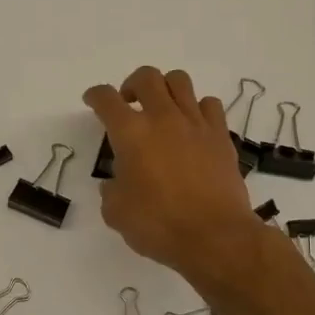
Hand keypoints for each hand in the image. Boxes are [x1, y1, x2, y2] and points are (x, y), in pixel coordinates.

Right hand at [84, 66, 261, 285]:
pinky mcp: (221, 135)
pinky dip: (197, 108)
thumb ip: (111, 191)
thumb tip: (115, 184)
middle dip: (132, 84)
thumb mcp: (116, 213)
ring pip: (180, 81)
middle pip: (146, 76)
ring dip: (165, 89)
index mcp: (131, 133)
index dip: (95, 95)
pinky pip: (209, 104)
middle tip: (129, 104)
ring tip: (162, 109)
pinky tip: (192, 126)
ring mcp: (195, 123)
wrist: (215, 237)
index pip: (106, 98)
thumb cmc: (159, 225)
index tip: (93, 101)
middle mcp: (163, 118)